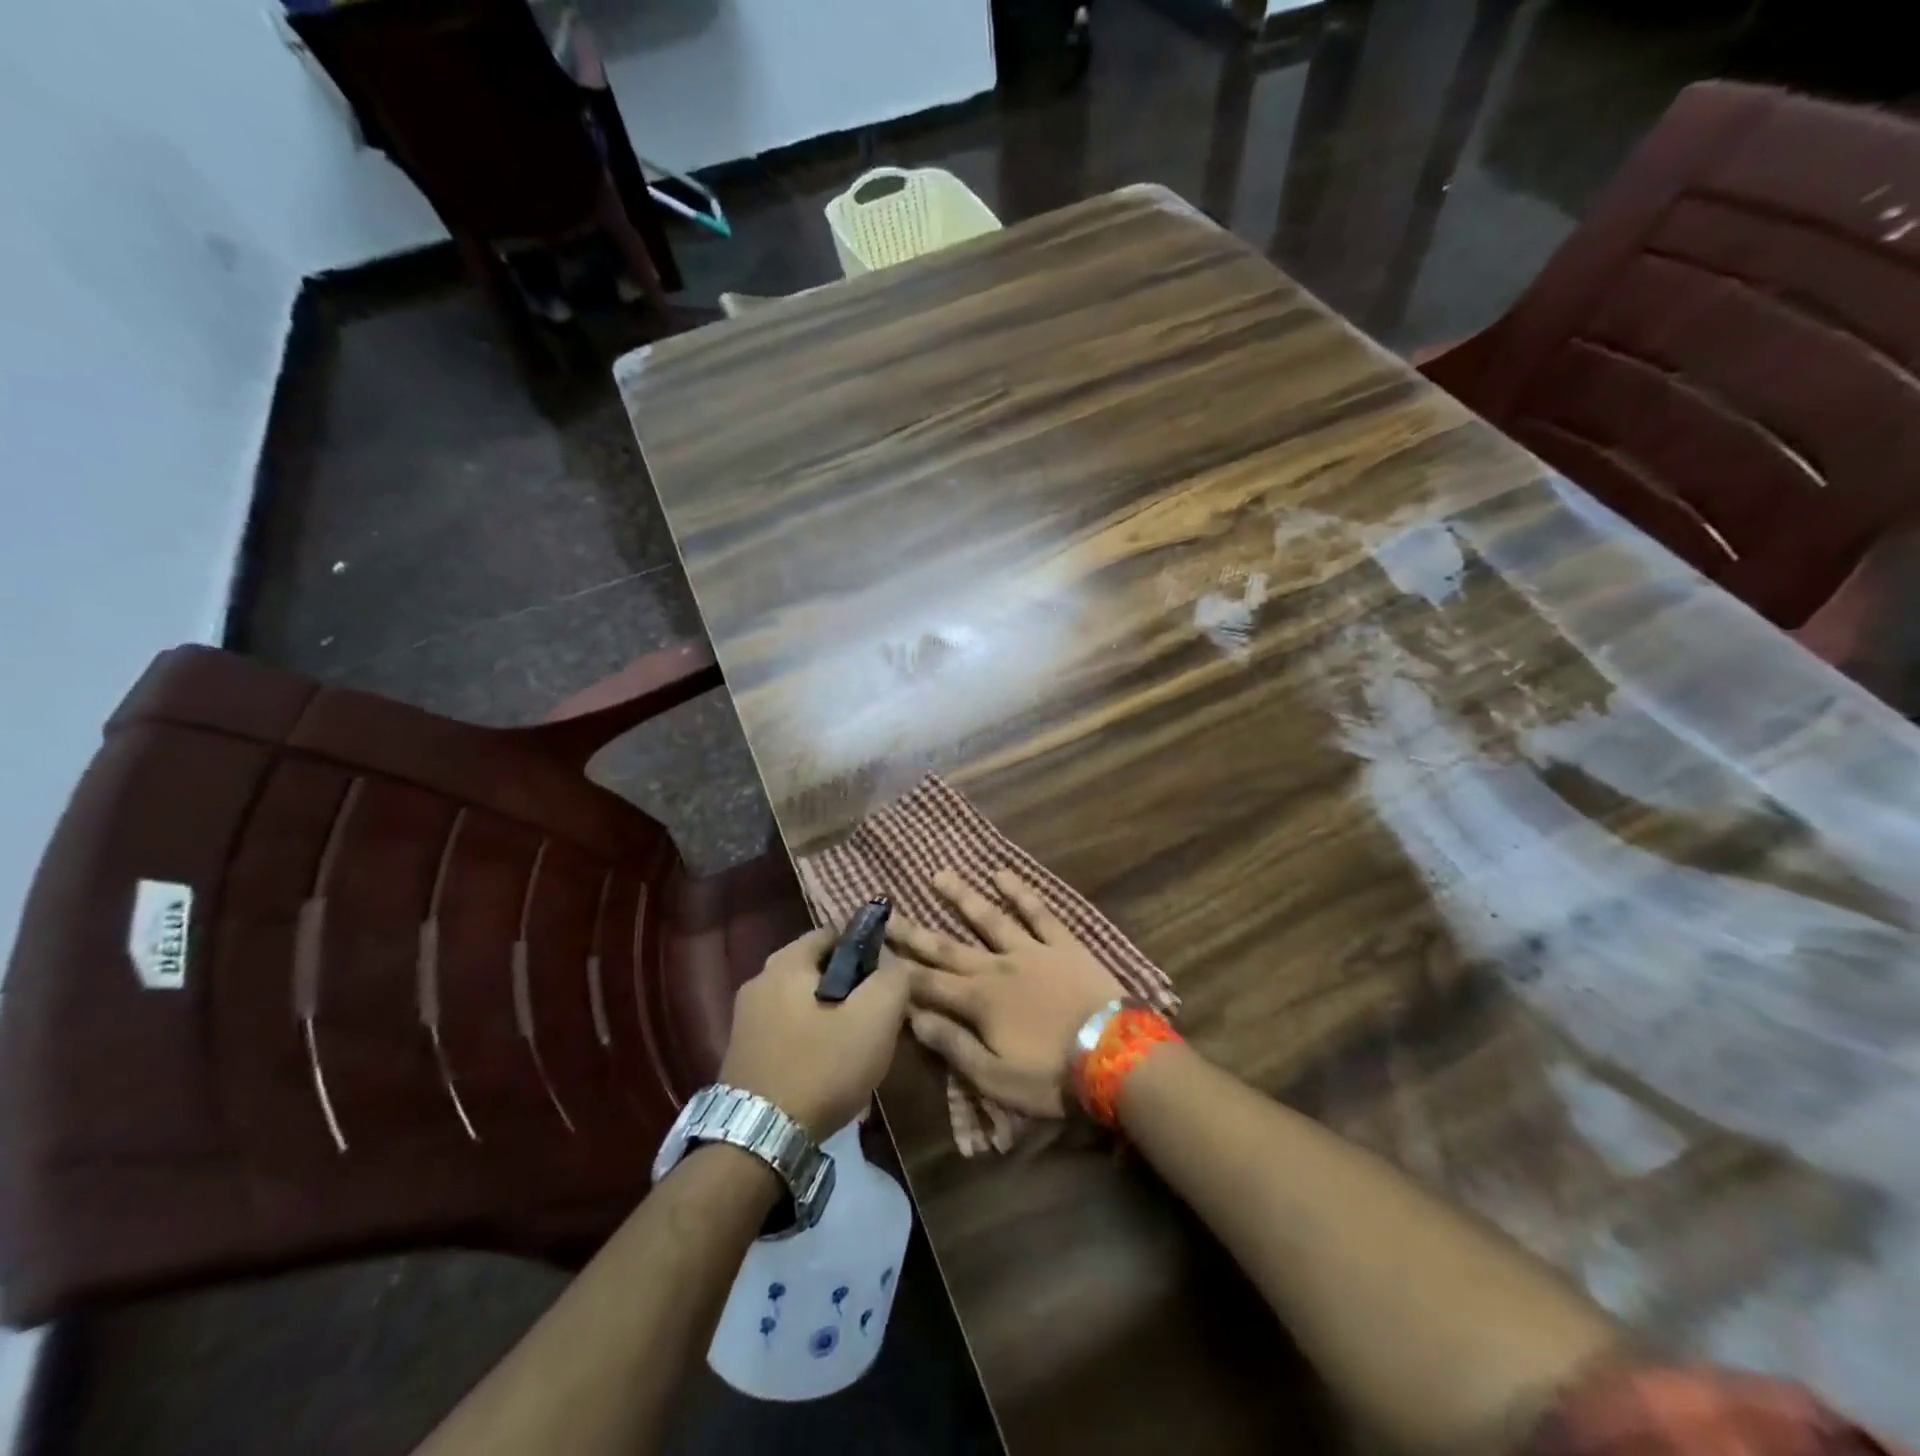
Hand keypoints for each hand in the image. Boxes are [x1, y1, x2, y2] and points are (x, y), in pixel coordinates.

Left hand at [718, 928, 909, 1137]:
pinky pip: (788, 1032)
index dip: (866, 947)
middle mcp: (759, 982)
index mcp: (785, 963)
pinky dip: (811, 1041)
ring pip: (803, 1003)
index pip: (833, 933)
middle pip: (817, 969)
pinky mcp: (743, 1055)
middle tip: (877, 1014)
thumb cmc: (820, 1068)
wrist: (758, 1142)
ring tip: (857, 1047)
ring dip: (831, 1016)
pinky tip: (828, 1070)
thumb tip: (893, 963)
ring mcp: (746, 1020)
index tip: (887, 975)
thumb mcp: (875, 1017)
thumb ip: (892, 978)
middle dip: (850, 986)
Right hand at [890, 869, 1122, 1116]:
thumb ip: (953, 1045)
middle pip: (948, 947)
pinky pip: (1038, 911)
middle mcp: (997, 967)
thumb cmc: (1051, 1075)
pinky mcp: (1062, 943)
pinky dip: (1019, 891)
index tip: (874, 950)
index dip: (898, 969)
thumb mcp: (995, 1077)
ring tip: (939, 875)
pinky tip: (1001, 874)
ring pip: (988, 918)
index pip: (927, 983)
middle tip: (889, 912)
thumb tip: (913, 1018)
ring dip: (962, 896)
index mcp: (978, 1001)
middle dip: (915, 931)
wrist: (1115, 1054)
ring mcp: (1030, 950)